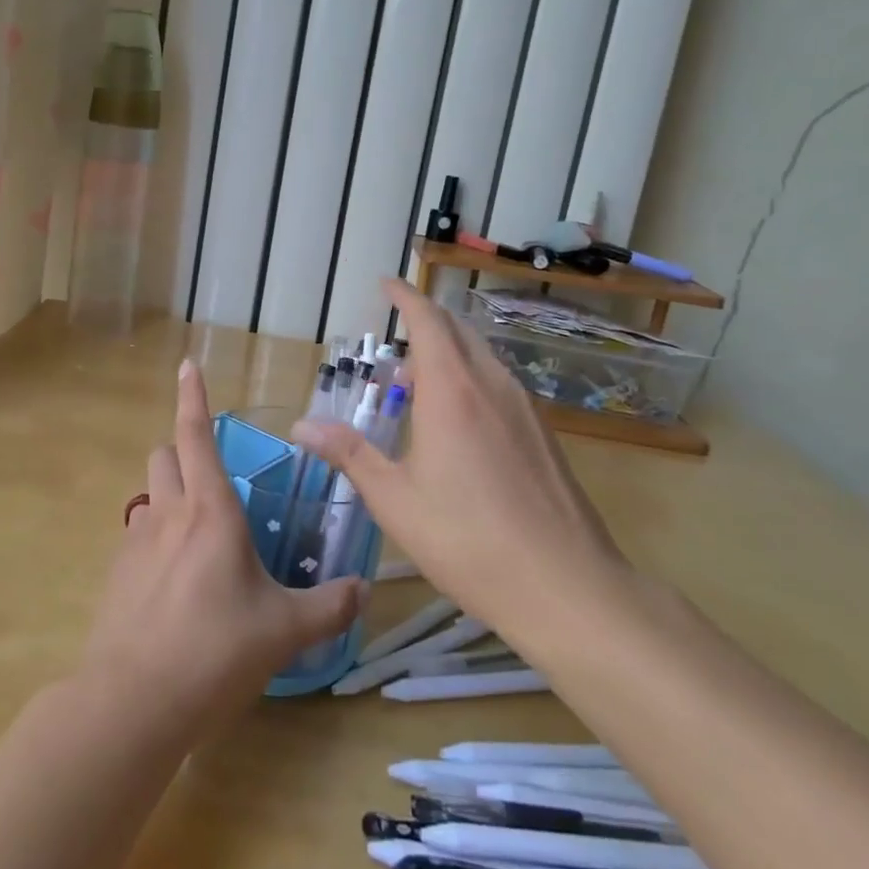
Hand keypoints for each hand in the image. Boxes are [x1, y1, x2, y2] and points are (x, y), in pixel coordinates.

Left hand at [78, 359, 365, 740]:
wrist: (133, 702)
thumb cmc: (215, 650)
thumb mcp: (285, 631)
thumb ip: (328, 607)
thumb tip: (362, 591)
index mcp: (211, 511)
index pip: (197, 435)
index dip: (192, 396)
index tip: (186, 364)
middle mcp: (169, 513)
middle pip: (164, 455)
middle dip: (183, 452)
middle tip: (212, 482)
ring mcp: (136, 542)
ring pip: (149, 494)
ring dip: (169, 497)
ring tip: (198, 539)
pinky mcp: (115, 574)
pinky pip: (137, 536)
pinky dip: (155, 540)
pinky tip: (174, 586)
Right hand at [292, 278, 637, 659]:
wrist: (567, 586)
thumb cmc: (469, 539)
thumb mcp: (395, 499)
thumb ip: (349, 454)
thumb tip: (301, 425)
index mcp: (452, 390)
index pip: (427, 320)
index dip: (405, 296)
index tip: (386, 283)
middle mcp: (492, 385)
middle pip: (457, 331)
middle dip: (425, 321)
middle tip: (396, 336)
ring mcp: (525, 408)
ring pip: (482, 356)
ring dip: (449, 352)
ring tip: (418, 381)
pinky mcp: (544, 434)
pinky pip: (500, 383)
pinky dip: (471, 377)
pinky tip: (460, 418)